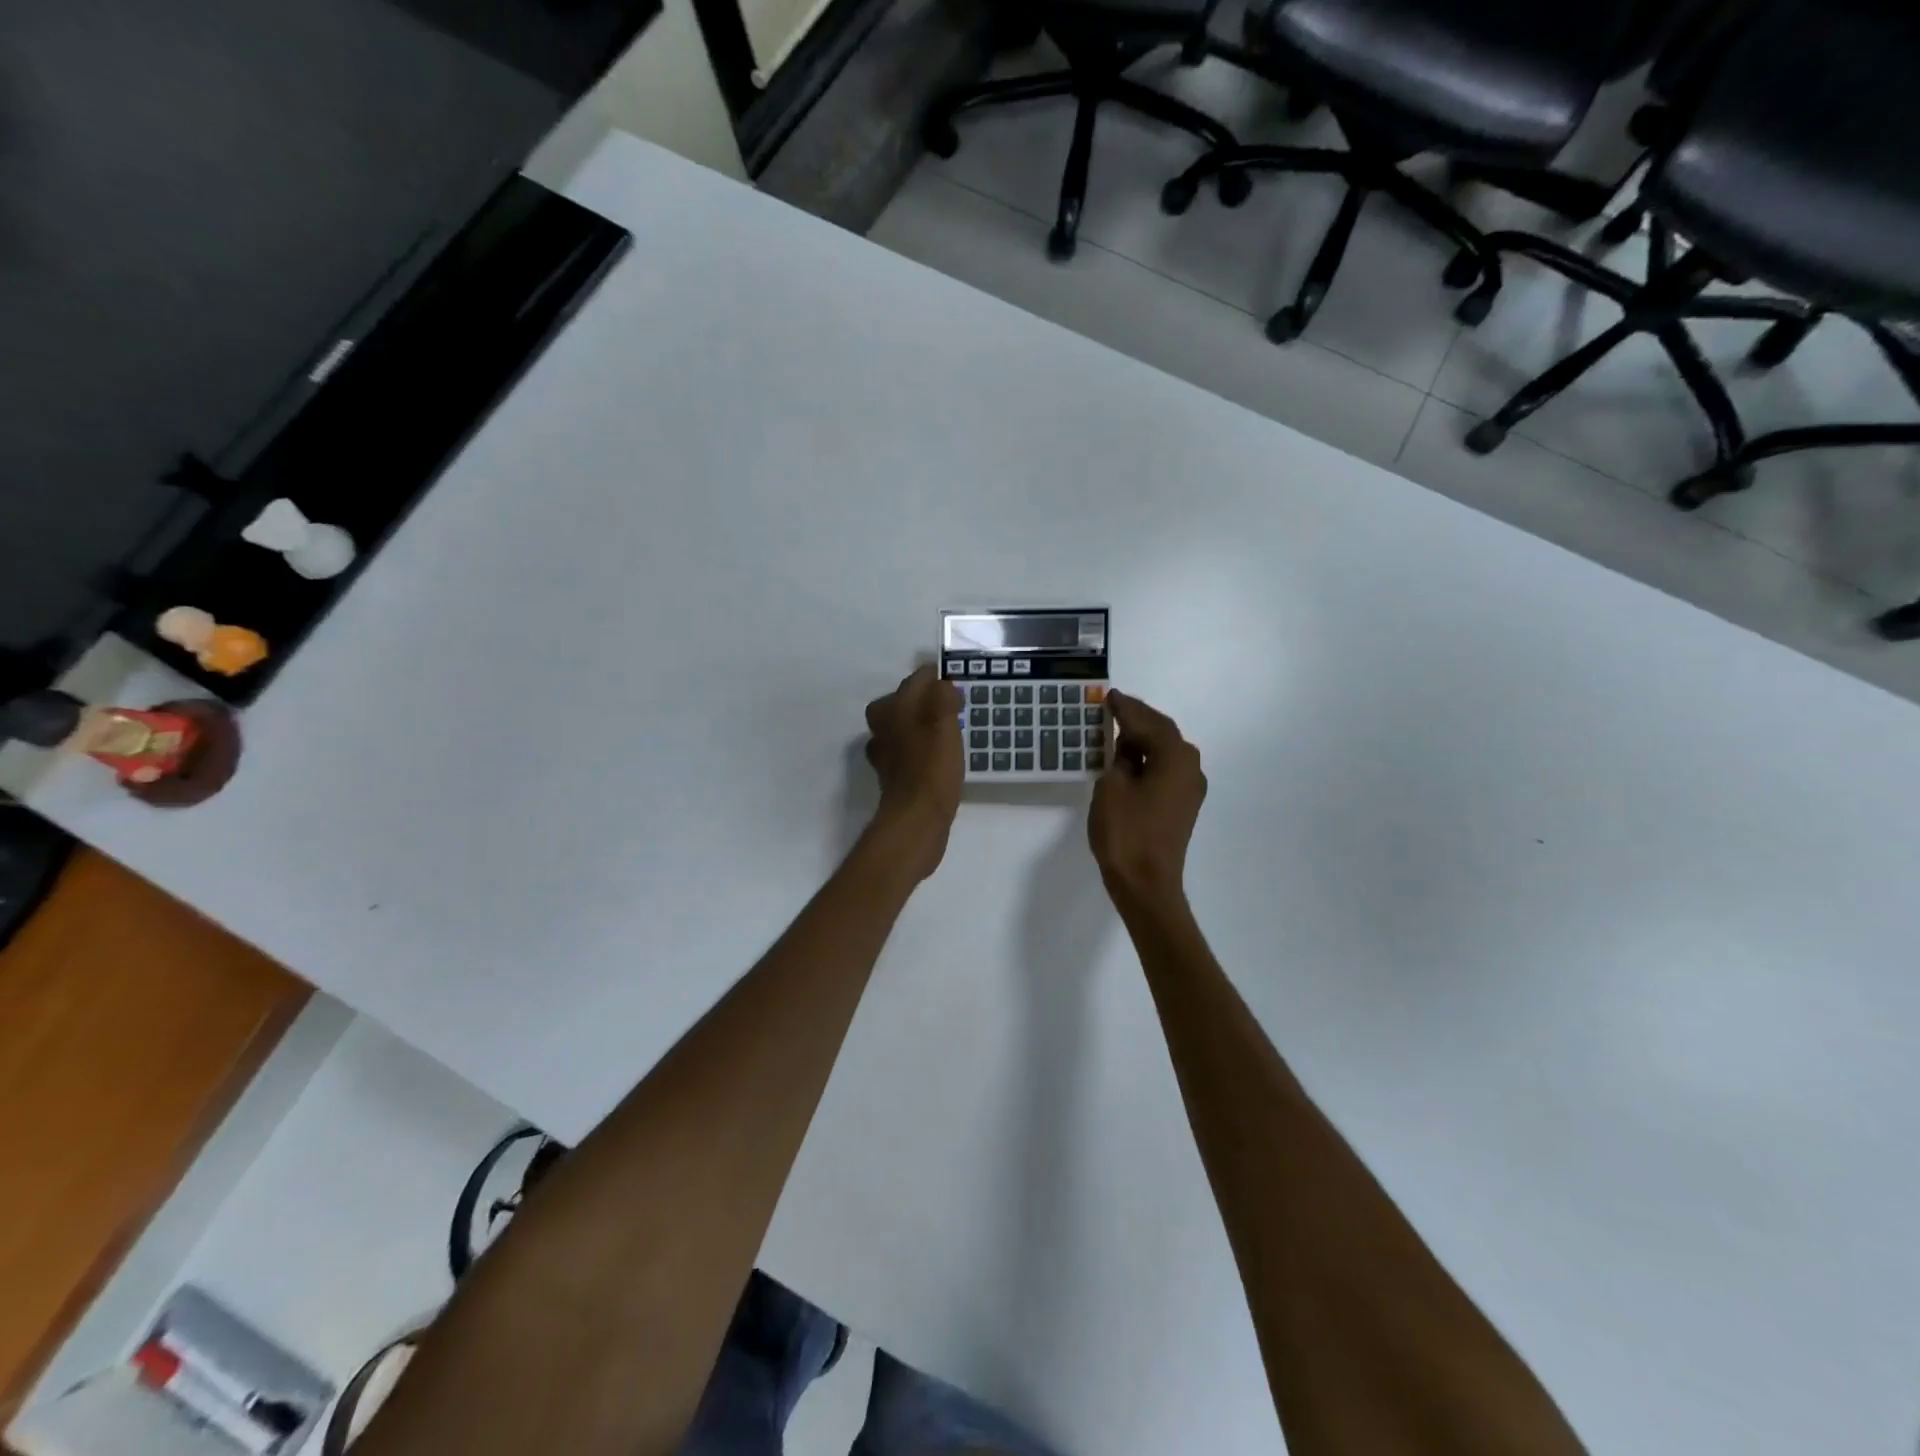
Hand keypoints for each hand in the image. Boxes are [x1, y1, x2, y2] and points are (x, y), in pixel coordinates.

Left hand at [863, 664, 963, 879]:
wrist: (917, 818)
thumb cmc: (931, 766)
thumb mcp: (943, 721)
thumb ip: (942, 695)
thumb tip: (942, 686)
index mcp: (891, 708)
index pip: (917, 680)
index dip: (939, 680)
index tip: (959, 690)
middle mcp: (882, 727)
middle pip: (906, 702)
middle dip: (928, 702)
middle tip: (955, 709)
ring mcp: (885, 754)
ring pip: (905, 728)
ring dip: (924, 727)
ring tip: (950, 733)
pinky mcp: (894, 777)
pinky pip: (909, 753)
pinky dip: (922, 751)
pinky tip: (940, 759)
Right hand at [1089, 691, 1206, 906]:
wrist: (1146, 884)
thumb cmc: (1126, 832)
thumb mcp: (1112, 786)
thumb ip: (1120, 759)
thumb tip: (1128, 750)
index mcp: (1175, 757)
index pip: (1148, 722)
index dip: (1126, 708)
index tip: (1109, 695)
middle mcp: (1190, 767)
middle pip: (1163, 732)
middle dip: (1139, 718)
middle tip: (1115, 706)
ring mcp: (1189, 788)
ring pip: (1166, 751)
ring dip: (1143, 738)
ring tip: (1119, 728)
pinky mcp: (1182, 805)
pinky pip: (1165, 769)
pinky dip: (1148, 758)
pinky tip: (1130, 758)